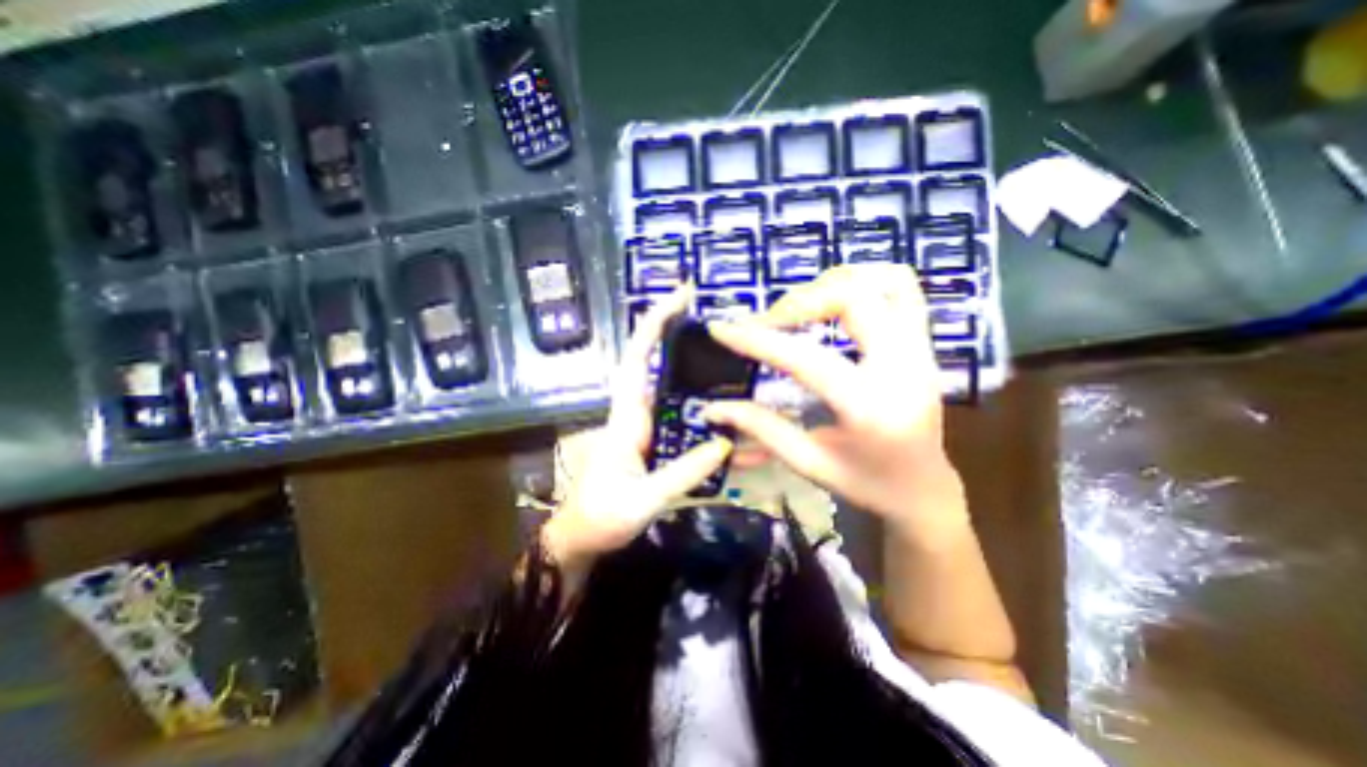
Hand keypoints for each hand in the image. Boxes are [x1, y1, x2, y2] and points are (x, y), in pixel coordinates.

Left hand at [545, 285, 736, 571]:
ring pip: (670, 388)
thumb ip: (682, 473)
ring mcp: (644, 427)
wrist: (581, 538)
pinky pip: (677, 415)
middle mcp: (636, 414)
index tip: (679, 296)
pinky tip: (724, 412)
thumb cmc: (601, 517)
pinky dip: (698, 407)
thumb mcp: (642, 500)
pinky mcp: (651, 441)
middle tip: (715, 321)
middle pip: (656, 364)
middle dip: (677, 335)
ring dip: (693, 370)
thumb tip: (723, 442)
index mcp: (627, 419)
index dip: (654, 325)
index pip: (638, 359)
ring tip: (731, 361)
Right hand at [705, 267, 972, 536]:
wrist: (923, 490)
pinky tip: (833, 303)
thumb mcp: (808, 463)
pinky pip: (901, 288)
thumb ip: (761, 429)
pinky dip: (863, 282)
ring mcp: (921, 350)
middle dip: (798, 302)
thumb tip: (713, 408)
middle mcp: (903, 368)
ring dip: (832, 284)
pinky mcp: (924, 343)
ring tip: (800, 308)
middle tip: (768, 322)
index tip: (721, 328)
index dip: (758, 340)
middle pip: (852, 297)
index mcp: (870, 408)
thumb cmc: (865, 484)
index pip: (806, 359)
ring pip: (884, 280)